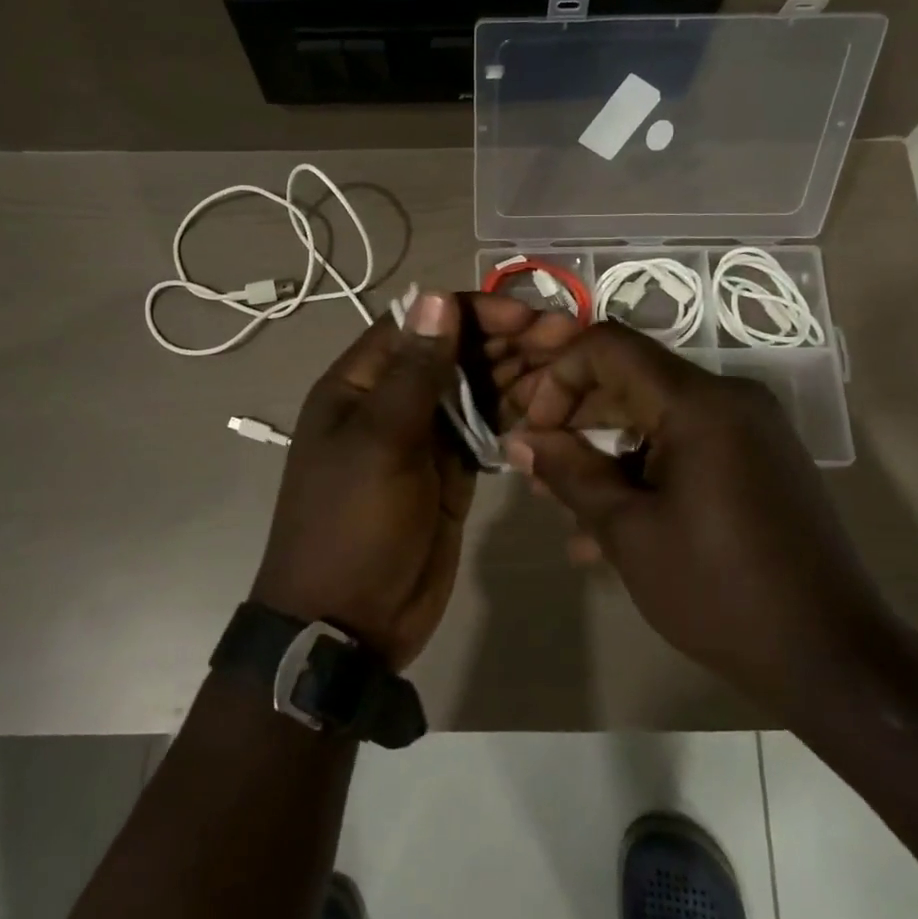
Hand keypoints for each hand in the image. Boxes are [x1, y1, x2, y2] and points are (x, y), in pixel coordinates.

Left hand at [252, 290, 576, 669]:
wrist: (348, 622)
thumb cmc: (353, 524)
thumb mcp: (380, 442)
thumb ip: (414, 371)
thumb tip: (434, 296)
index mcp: (360, 383)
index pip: (419, 324)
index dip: (471, 312)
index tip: (524, 316)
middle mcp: (392, 400)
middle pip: (453, 353)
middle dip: (506, 340)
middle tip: (565, 336)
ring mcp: (424, 437)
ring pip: (475, 389)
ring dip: (517, 373)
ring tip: (569, 365)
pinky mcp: (450, 470)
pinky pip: (485, 429)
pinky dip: (515, 414)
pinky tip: (552, 405)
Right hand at [499, 322, 893, 714]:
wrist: (832, 656)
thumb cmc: (719, 591)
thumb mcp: (629, 532)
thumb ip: (570, 474)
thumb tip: (521, 441)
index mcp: (700, 403)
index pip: (609, 346)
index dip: (559, 378)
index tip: (537, 432)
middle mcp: (730, 399)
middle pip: (632, 380)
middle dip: (577, 423)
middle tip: (541, 474)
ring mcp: (750, 429)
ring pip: (655, 419)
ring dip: (607, 457)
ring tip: (570, 514)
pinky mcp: (759, 459)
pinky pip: (687, 445)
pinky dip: (646, 472)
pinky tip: (613, 531)